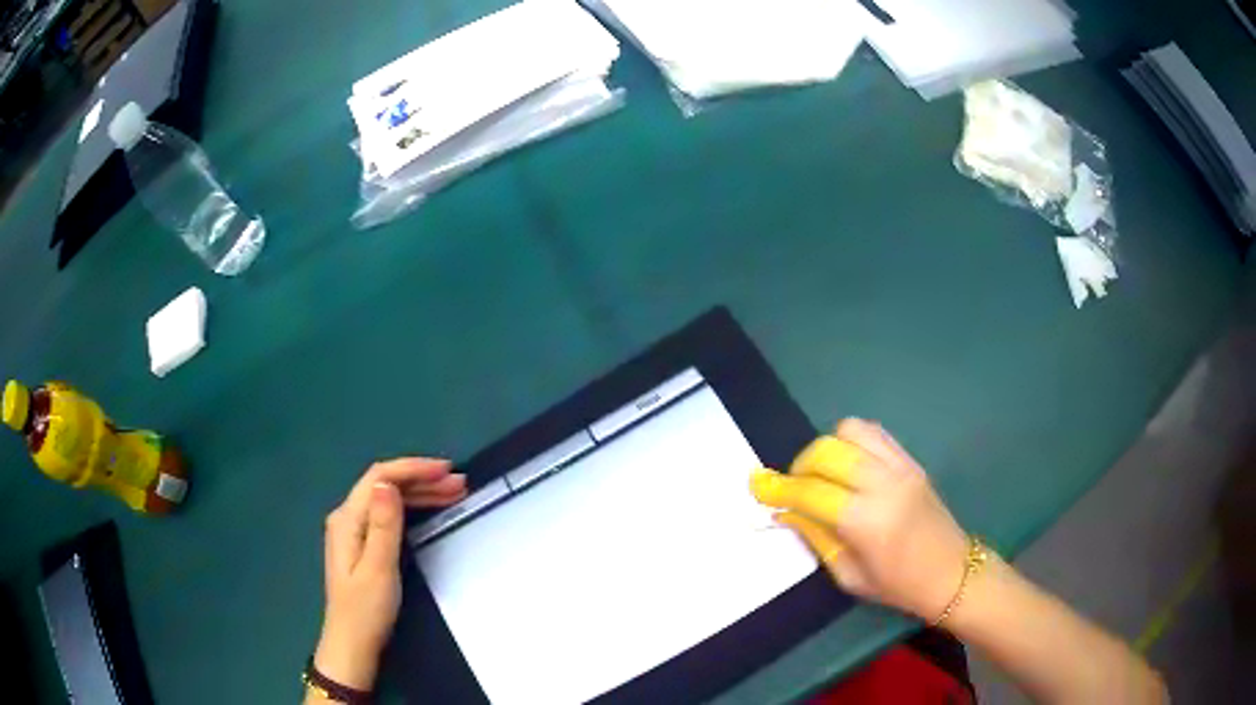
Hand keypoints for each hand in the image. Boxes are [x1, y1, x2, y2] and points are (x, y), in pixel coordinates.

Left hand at [314, 458, 466, 689]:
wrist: (353, 643)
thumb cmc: (366, 609)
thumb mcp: (379, 568)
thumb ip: (384, 525)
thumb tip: (389, 483)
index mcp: (348, 518)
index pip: (380, 477)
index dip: (413, 469)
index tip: (447, 471)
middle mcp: (348, 517)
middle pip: (385, 485)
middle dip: (422, 480)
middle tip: (460, 484)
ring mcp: (355, 530)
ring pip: (389, 500)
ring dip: (420, 493)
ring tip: (455, 493)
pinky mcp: (363, 544)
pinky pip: (390, 515)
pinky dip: (412, 509)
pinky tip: (431, 510)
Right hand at [750, 419, 967, 621]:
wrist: (953, 573)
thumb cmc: (898, 586)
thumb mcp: (848, 575)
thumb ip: (816, 537)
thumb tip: (786, 511)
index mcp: (866, 522)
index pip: (811, 493)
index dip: (780, 489)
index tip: (757, 486)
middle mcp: (884, 484)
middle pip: (828, 451)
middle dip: (800, 465)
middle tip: (795, 487)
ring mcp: (902, 467)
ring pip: (851, 430)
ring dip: (828, 448)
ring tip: (825, 474)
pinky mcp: (912, 460)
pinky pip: (875, 433)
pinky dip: (852, 441)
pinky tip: (850, 466)